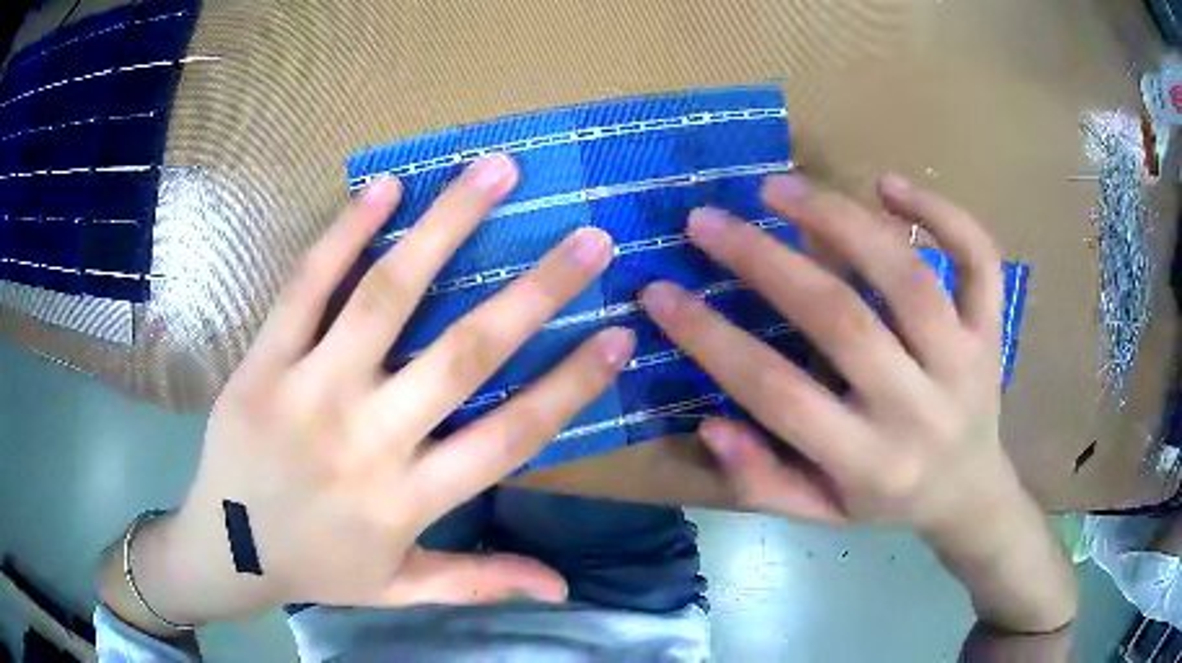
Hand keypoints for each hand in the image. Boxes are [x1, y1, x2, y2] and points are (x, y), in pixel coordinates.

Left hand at [106, 154, 635, 629]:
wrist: (224, 549)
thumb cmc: (316, 567)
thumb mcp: (400, 589)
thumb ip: (480, 582)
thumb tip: (563, 589)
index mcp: (409, 499)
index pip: (510, 437)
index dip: (571, 385)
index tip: (620, 334)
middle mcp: (369, 438)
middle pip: (463, 354)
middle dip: (536, 291)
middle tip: (588, 237)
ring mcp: (310, 390)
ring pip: (386, 297)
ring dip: (446, 227)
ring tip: (495, 171)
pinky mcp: (263, 362)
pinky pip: (306, 288)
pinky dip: (345, 233)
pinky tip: (386, 186)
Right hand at [640, 174, 1074, 633]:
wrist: (972, 492)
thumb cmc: (890, 501)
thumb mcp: (820, 514)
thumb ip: (763, 479)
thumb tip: (709, 421)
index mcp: (869, 463)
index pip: (777, 393)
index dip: (710, 339)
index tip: (659, 292)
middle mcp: (919, 409)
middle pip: (840, 319)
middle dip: (763, 260)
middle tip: (707, 219)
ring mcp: (965, 361)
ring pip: (907, 275)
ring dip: (839, 218)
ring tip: (780, 187)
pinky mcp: (991, 330)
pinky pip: (977, 259)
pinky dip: (940, 211)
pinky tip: (889, 186)